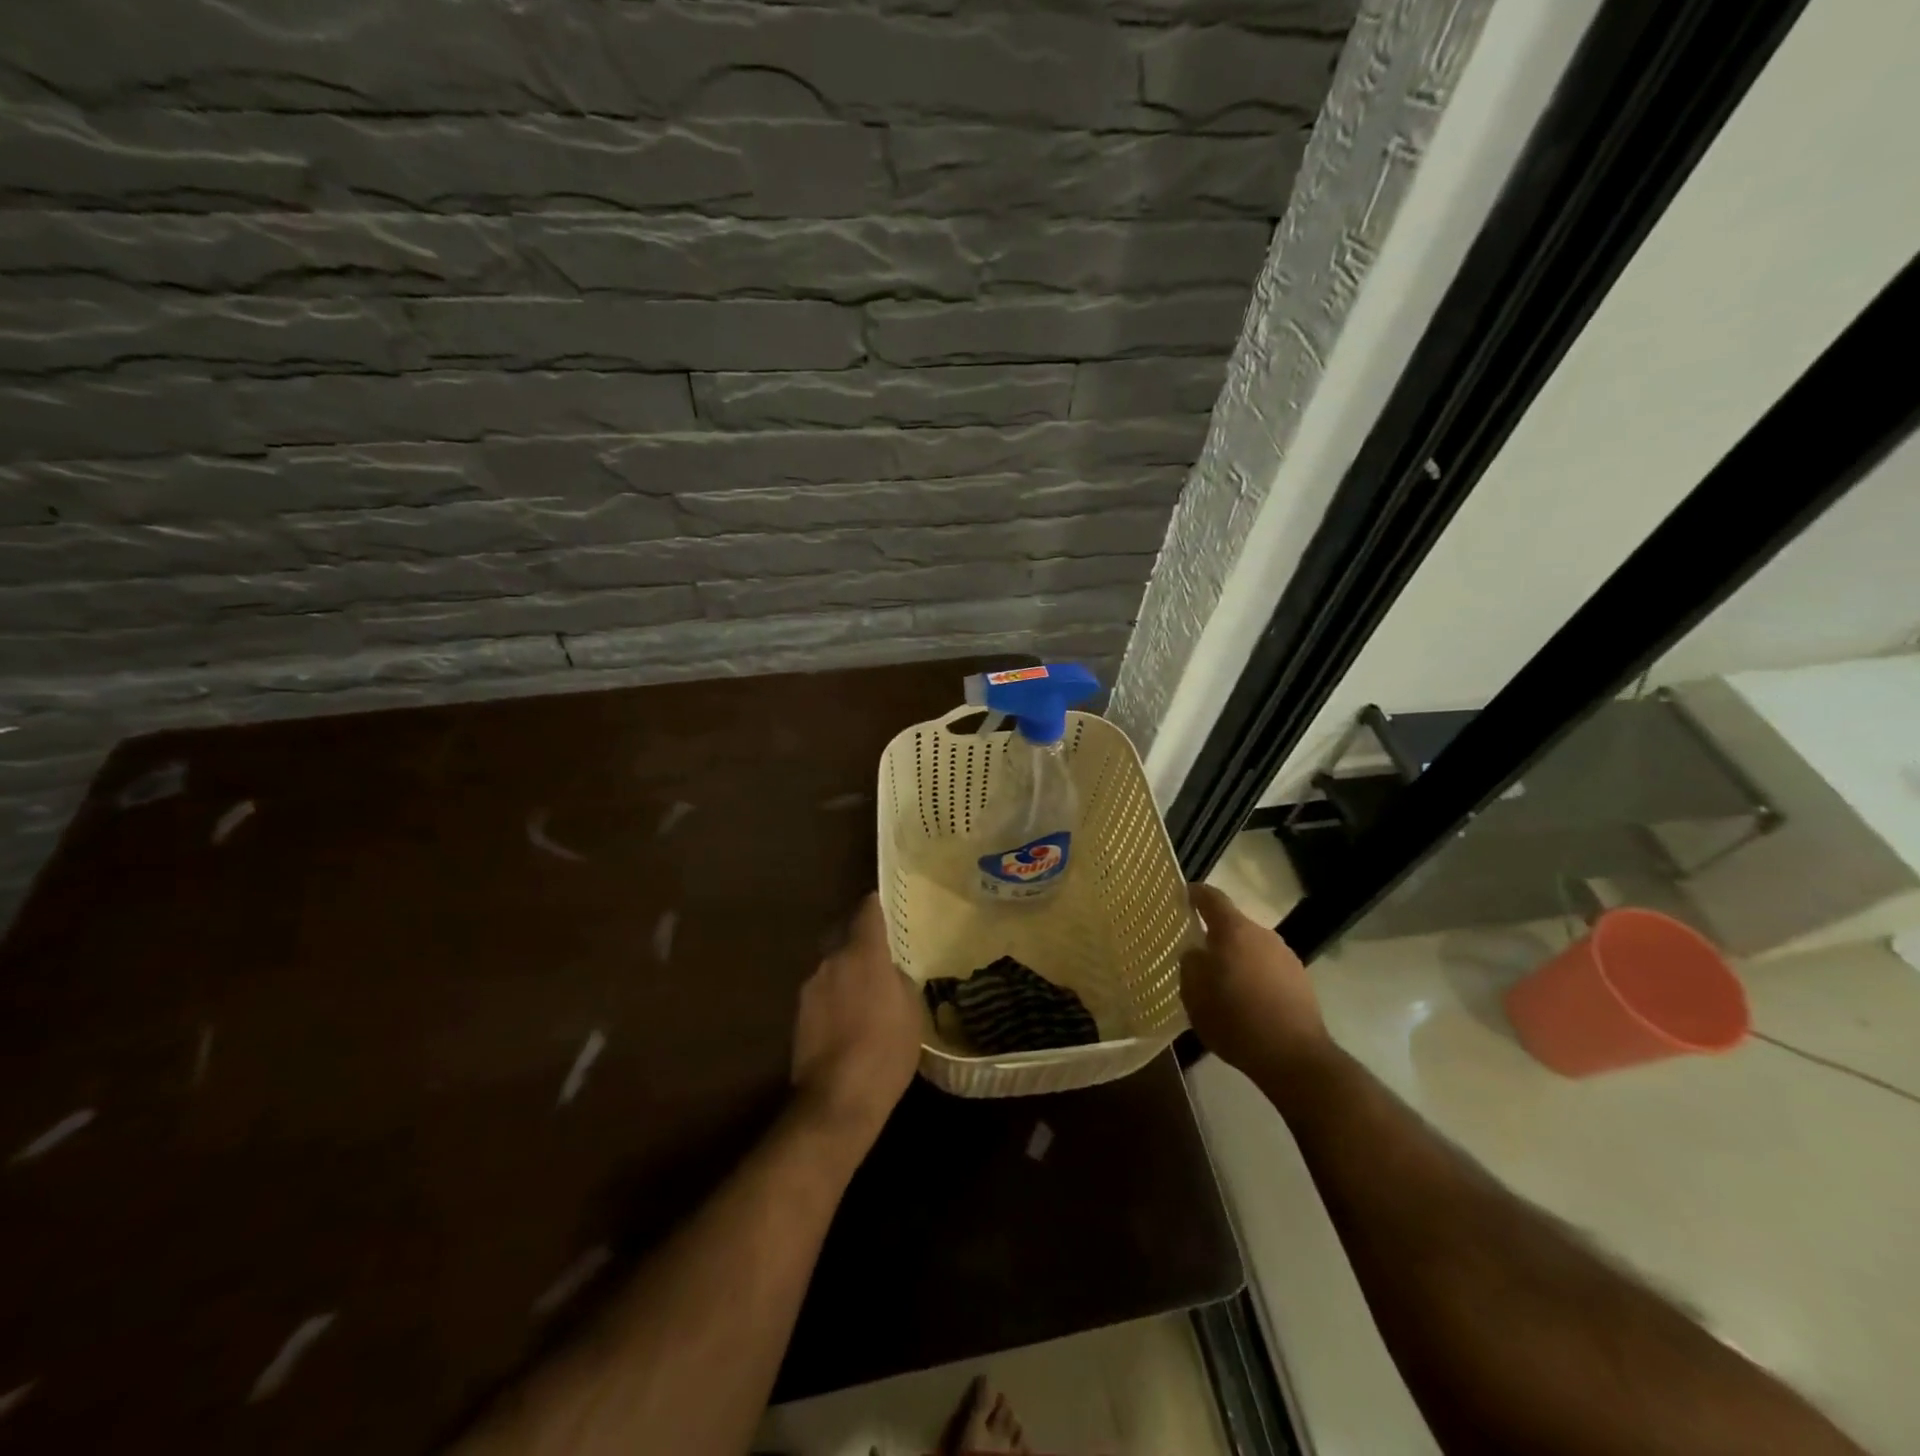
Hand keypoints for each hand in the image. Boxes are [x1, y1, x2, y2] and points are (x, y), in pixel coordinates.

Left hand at [790, 895, 922, 1142]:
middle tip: (882, 955)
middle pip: (845, 936)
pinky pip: (823, 991)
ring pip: (833, 966)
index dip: (877, 905)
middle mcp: (832, 961)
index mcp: (863, 954)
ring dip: (847, 971)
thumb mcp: (911, 1012)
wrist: (837, 1100)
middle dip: (861, 942)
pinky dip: (835, 996)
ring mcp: (810, 987)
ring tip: (866, 992)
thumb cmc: (885, 1051)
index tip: (886, 905)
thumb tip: (889, 972)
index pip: (867, 911)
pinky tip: (849, 1018)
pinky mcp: (798, 1014)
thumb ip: (899, 980)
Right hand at [1181, 883, 1332, 1078]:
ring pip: (1251, 948)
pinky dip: (1254, 976)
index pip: (1211, 898)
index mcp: (1234, 931)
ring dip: (1236, 958)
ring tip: (1222, 983)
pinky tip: (1247, 1002)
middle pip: (1233, 925)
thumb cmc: (1235, 1020)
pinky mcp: (1301, 981)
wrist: (1295, 1058)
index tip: (1182, 895)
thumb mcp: (1194, 994)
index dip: (1195, 893)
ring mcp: (1286, 957)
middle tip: (1197, 954)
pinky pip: (1268, 968)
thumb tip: (1195, 952)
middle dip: (1215, 936)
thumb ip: (1189, 964)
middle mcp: (1263, 935)